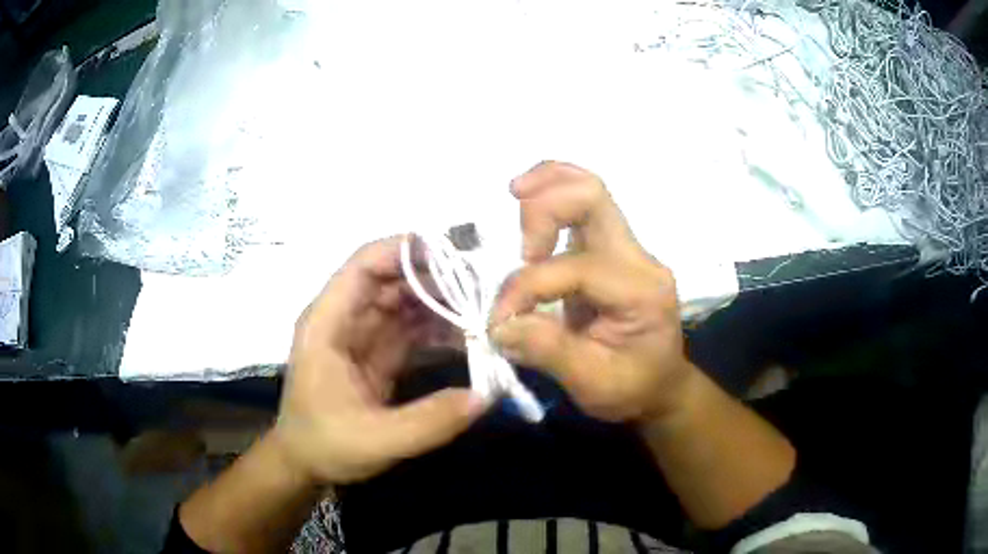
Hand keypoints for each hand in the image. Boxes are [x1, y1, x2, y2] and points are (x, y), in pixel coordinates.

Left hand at [272, 236, 488, 484]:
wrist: (304, 465)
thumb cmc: (325, 446)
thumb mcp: (376, 440)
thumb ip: (430, 420)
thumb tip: (485, 395)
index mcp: (327, 324)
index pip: (363, 266)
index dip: (404, 251)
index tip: (454, 253)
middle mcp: (342, 320)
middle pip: (390, 279)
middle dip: (435, 279)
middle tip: (483, 290)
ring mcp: (360, 336)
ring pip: (403, 302)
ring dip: (440, 303)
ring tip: (482, 311)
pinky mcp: (376, 354)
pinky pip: (410, 329)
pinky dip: (437, 329)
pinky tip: (467, 338)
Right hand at [490, 162, 696, 422]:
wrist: (661, 386)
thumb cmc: (633, 389)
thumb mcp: (593, 385)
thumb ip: (548, 351)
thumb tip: (499, 325)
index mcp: (641, 292)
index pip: (575, 268)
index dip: (526, 288)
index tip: (499, 322)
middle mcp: (638, 259)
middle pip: (593, 197)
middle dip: (544, 207)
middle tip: (519, 246)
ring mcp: (627, 250)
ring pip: (589, 191)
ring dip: (547, 187)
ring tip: (515, 195)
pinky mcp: (611, 251)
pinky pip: (583, 207)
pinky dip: (552, 197)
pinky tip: (528, 203)